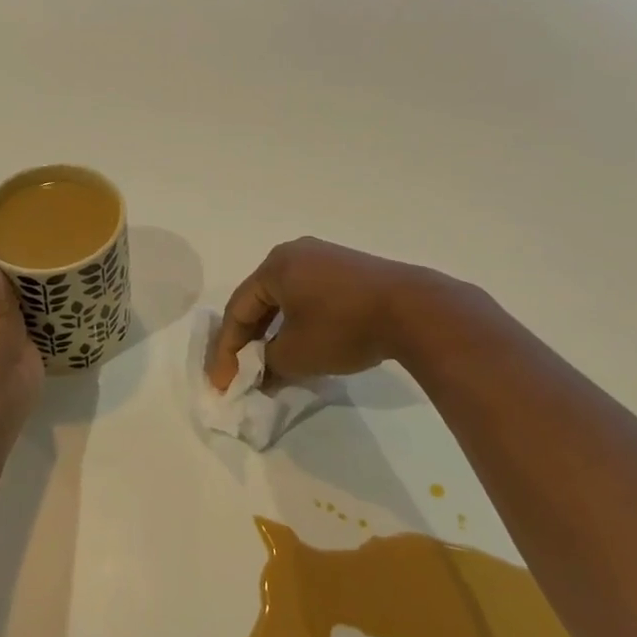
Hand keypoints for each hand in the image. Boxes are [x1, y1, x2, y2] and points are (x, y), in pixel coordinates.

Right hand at [210, 237, 432, 389]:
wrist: (413, 309)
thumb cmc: (343, 327)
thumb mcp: (296, 354)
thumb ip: (268, 364)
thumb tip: (260, 372)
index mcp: (275, 265)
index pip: (237, 309)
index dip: (227, 350)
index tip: (223, 384)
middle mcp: (295, 253)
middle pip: (260, 301)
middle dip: (249, 340)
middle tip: (242, 374)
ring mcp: (325, 258)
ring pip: (285, 299)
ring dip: (274, 332)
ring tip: (271, 364)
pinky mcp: (348, 270)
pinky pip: (309, 295)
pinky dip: (298, 322)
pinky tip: (303, 345)